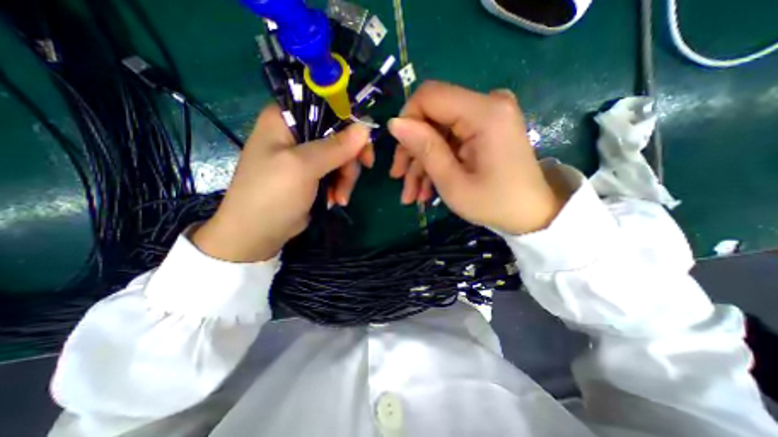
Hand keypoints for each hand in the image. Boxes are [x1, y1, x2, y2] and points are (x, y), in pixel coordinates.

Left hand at [192, 104, 370, 262]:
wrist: (258, 234)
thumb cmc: (272, 195)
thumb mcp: (303, 167)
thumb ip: (335, 147)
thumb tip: (365, 128)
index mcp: (286, 119)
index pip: (326, 106)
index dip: (349, 122)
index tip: (364, 144)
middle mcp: (297, 133)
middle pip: (339, 135)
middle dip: (349, 159)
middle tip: (351, 178)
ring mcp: (306, 156)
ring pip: (342, 157)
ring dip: (346, 178)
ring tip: (339, 198)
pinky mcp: (314, 175)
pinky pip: (337, 173)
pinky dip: (340, 187)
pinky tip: (335, 200)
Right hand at [389, 79, 565, 232]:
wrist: (531, 215)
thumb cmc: (493, 204)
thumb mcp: (453, 183)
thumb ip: (425, 148)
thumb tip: (394, 123)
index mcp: (484, 113)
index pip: (429, 96)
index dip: (407, 122)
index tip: (399, 157)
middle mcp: (487, 105)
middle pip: (432, 116)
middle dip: (412, 151)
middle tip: (399, 180)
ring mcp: (487, 117)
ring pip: (438, 133)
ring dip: (421, 164)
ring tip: (412, 195)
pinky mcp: (485, 130)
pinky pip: (451, 141)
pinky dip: (437, 163)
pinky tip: (427, 190)